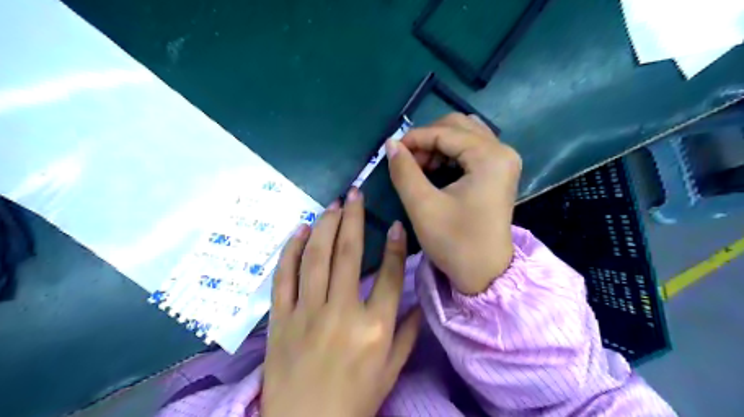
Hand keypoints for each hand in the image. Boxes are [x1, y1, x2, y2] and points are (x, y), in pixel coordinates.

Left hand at [264, 190, 421, 416]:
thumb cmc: (354, 400)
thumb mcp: (391, 371)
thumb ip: (408, 333)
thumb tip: (419, 300)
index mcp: (374, 327)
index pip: (389, 275)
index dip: (395, 245)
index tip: (395, 222)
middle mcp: (341, 312)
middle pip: (347, 253)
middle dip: (353, 217)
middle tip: (355, 193)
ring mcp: (307, 312)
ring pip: (315, 257)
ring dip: (324, 225)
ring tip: (333, 205)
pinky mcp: (280, 317)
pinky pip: (284, 275)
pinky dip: (291, 249)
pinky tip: (299, 229)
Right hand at [386, 112, 518, 293]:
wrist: (485, 274)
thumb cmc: (455, 242)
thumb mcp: (423, 206)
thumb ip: (404, 171)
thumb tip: (391, 144)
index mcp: (489, 157)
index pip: (445, 132)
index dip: (414, 138)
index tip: (391, 150)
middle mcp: (502, 151)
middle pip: (458, 126)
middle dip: (427, 139)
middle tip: (407, 160)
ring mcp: (504, 161)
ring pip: (465, 135)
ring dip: (438, 144)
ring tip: (419, 166)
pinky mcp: (499, 172)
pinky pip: (472, 148)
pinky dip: (450, 153)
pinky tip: (435, 169)